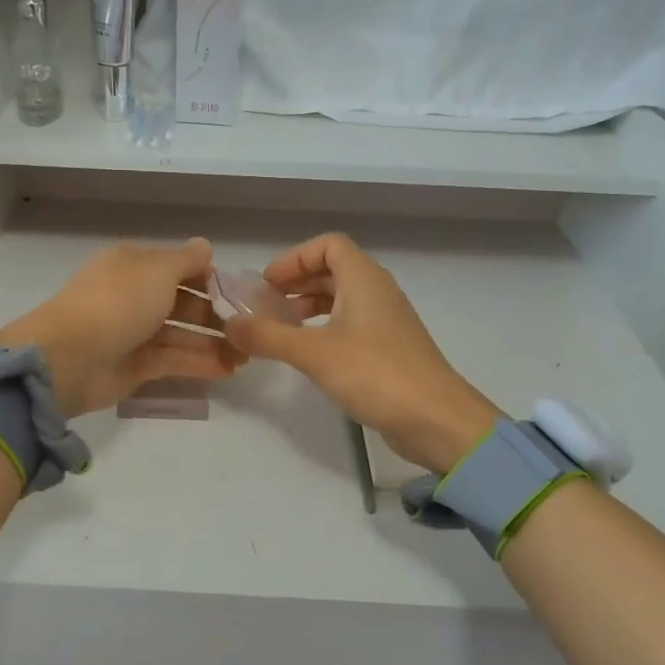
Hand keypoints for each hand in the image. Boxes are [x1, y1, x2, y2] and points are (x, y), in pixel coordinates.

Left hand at [0, 238, 238, 415]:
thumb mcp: (158, 270)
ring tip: (246, 354)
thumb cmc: (118, 302)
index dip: (208, 277)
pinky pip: (172, 361)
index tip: (239, 292)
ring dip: (211, 342)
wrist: (70, 357)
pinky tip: (228, 369)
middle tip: (247, 328)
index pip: (177, 266)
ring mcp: (132, 333)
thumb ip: (187, 260)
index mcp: (133, 265)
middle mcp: (132, 296)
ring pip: (179, 334)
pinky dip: (199, 363)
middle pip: (181, 302)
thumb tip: (205, 247)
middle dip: (214, 313)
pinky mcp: (133, 366)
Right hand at [222, 232, 499, 471]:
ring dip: (309, 306)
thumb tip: (228, 324)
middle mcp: (377, 291)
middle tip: (265, 305)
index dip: (294, 258)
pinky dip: (325, 328)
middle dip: (296, 283)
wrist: (436, 419)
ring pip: (342, 298)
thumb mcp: (313, 353)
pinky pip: (351, 324)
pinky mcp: (389, 349)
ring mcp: (386, 321)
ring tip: (280, 328)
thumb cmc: (375, 374)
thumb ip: (268, 336)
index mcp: (364, 279)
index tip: (267, 283)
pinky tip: (308, 353)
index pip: (328, 245)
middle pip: (333, 270)